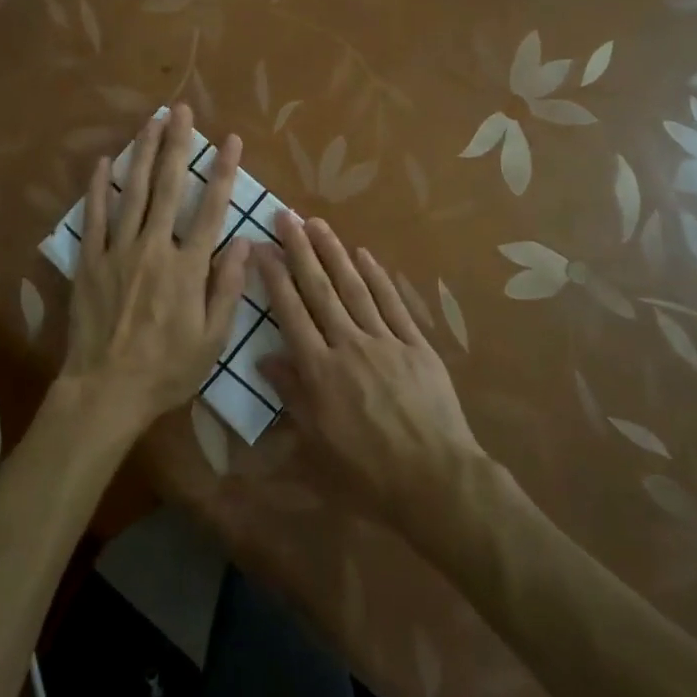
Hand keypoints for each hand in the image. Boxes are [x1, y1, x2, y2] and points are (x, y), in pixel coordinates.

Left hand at [59, 105, 248, 436]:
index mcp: (188, 268)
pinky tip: (105, 160)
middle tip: (181, 110)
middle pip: (167, 187)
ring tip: (151, 120)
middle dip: (177, 145)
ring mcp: (118, 251)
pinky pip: (95, 216)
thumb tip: (244, 242)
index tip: (230, 140)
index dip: (222, 171)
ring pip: (132, 192)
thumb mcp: (212, 339)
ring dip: (143, 153)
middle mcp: (154, 248)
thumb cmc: (167, 369)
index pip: (210, 209)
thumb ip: (228, 288)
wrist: (106, 390)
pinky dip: (99, 187)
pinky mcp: (90, 261)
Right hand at [257, 213, 483, 531]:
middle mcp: (348, 345)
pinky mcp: (415, 344)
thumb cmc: (368, 473)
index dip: (274, 277)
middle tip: (286, 216)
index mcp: (320, 371)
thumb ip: (291, 397)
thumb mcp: (317, 446)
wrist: (435, 481)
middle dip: (300, 250)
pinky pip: (392, 303)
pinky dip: (377, 276)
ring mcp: (385, 340)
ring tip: (317, 223)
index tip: (262, 246)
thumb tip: (265, 360)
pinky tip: (363, 254)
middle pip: (320, 289)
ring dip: (334, 252)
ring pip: (353, 287)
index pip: (291, 312)